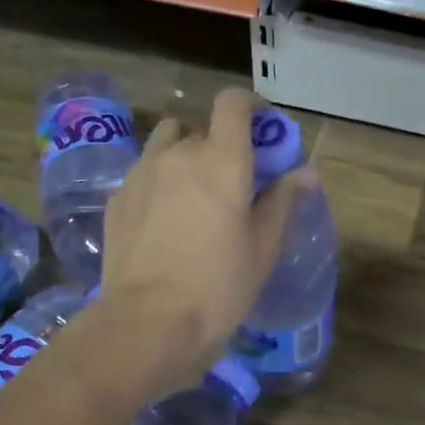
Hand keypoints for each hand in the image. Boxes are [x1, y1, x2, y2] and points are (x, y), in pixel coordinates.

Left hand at [97, 88, 310, 382]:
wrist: (148, 321)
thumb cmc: (219, 284)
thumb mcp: (263, 246)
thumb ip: (283, 201)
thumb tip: (307, 172)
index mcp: (221, 159)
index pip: (232, 103)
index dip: (250, 105)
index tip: (262, 126)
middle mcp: (178, 153)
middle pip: (200, 128)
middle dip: (219, 145)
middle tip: (231, 180)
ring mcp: (141, 173)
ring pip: (165, 143)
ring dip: (183, 154)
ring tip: (192, 192)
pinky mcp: (117, 198)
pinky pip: (143, 173)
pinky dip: (158, 181)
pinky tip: (163, 219)